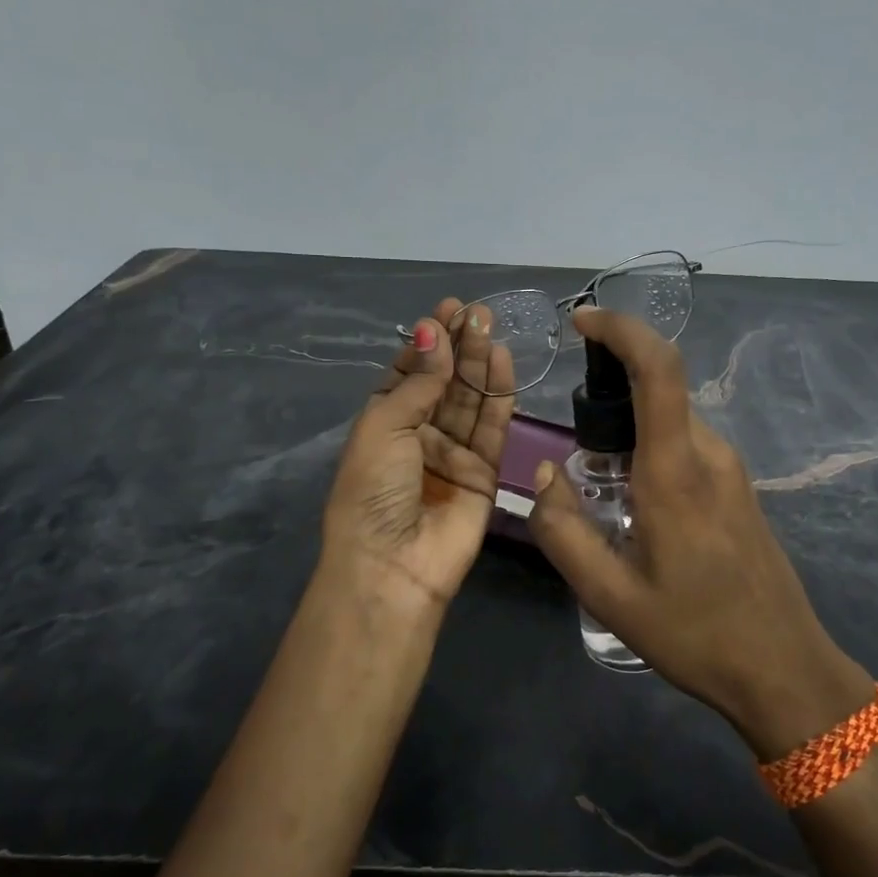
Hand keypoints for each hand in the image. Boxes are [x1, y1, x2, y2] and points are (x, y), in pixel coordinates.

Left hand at [319, 299, 514, 616]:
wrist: (393, 566)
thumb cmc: (373, 491)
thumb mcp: (383, 426)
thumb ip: (418, 381)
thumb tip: (433, 332)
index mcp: (384, 422)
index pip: (410, 372)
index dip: (428, 342)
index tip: (447, 310)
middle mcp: (419, 434)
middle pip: (444, 382)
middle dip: (459, 346)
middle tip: (477, 312)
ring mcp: (453, 453)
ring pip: (470, 400)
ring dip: (480, 364)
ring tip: (491, 327)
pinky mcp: (484, 472)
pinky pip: (493, 428)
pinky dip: (500, 396)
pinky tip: (504, 363)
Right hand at [527, 307, 873, 756]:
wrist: (784, 670)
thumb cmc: (695, 635)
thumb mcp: (609, 596)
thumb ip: (563, 530)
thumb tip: (546, 474)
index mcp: (675, 471)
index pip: (659, 367)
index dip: (621, 329)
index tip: (582, 321)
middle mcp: (709, 455)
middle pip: (661, 387)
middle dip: (611, 385)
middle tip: (573, 436)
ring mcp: (731, 471)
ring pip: (671, 420)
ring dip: (630, 425)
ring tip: (598, 483)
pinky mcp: (738, 489)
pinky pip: (687, 445)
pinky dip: (650, 447)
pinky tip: (632, 503)